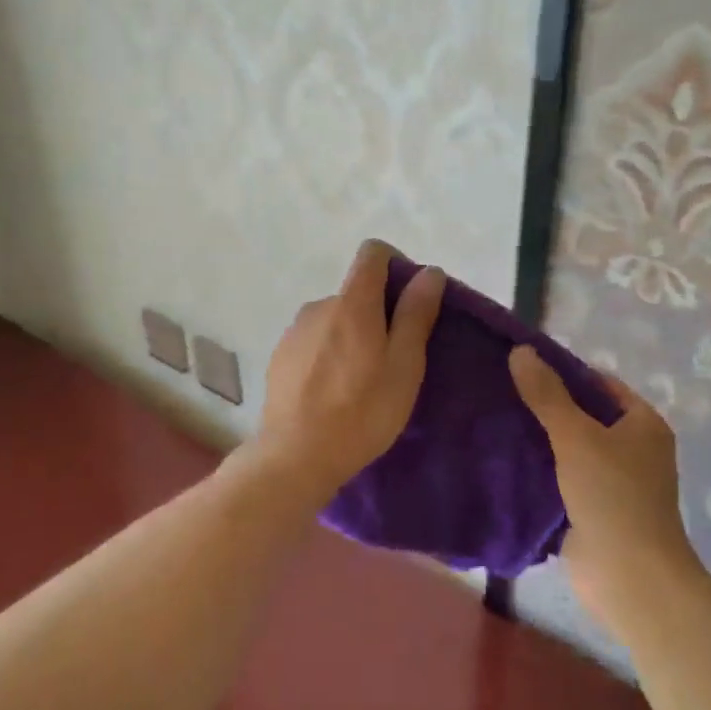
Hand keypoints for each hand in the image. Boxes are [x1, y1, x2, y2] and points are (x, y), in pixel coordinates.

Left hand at [252, 241, 444, 498]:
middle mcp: (319, 305)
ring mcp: (295, 330)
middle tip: (395, 359)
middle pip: (356, 291)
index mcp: (352, 302)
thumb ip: (416, 315)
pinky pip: (315, 340)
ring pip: (335, 318)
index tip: (411, 299)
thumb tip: (429, 272)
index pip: (373, 253)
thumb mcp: (403, 366)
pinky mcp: (281, 355)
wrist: (295, 456)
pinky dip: (330, 353)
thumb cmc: (361, 412)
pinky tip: (334, 391)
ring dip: (353, 335)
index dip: (396, 264)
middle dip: (379, 313)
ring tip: (363, 381)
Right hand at [507, 346, 703, 619]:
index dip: (563, 370)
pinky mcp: (590, 508)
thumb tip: (520, 350)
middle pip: (582, 414)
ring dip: (537, 437)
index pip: (599, 383)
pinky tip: (502, 457)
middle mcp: (632, 448)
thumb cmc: (612, 496)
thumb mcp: (577, 436)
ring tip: (493, 416)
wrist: (628, 578)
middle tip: (499, 388)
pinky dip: (536, 467)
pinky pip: (559, 476)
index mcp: (642, 424)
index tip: (520, 365)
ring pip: (567, 446)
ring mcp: (611, 481)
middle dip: (544, 404)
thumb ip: (547, 394)